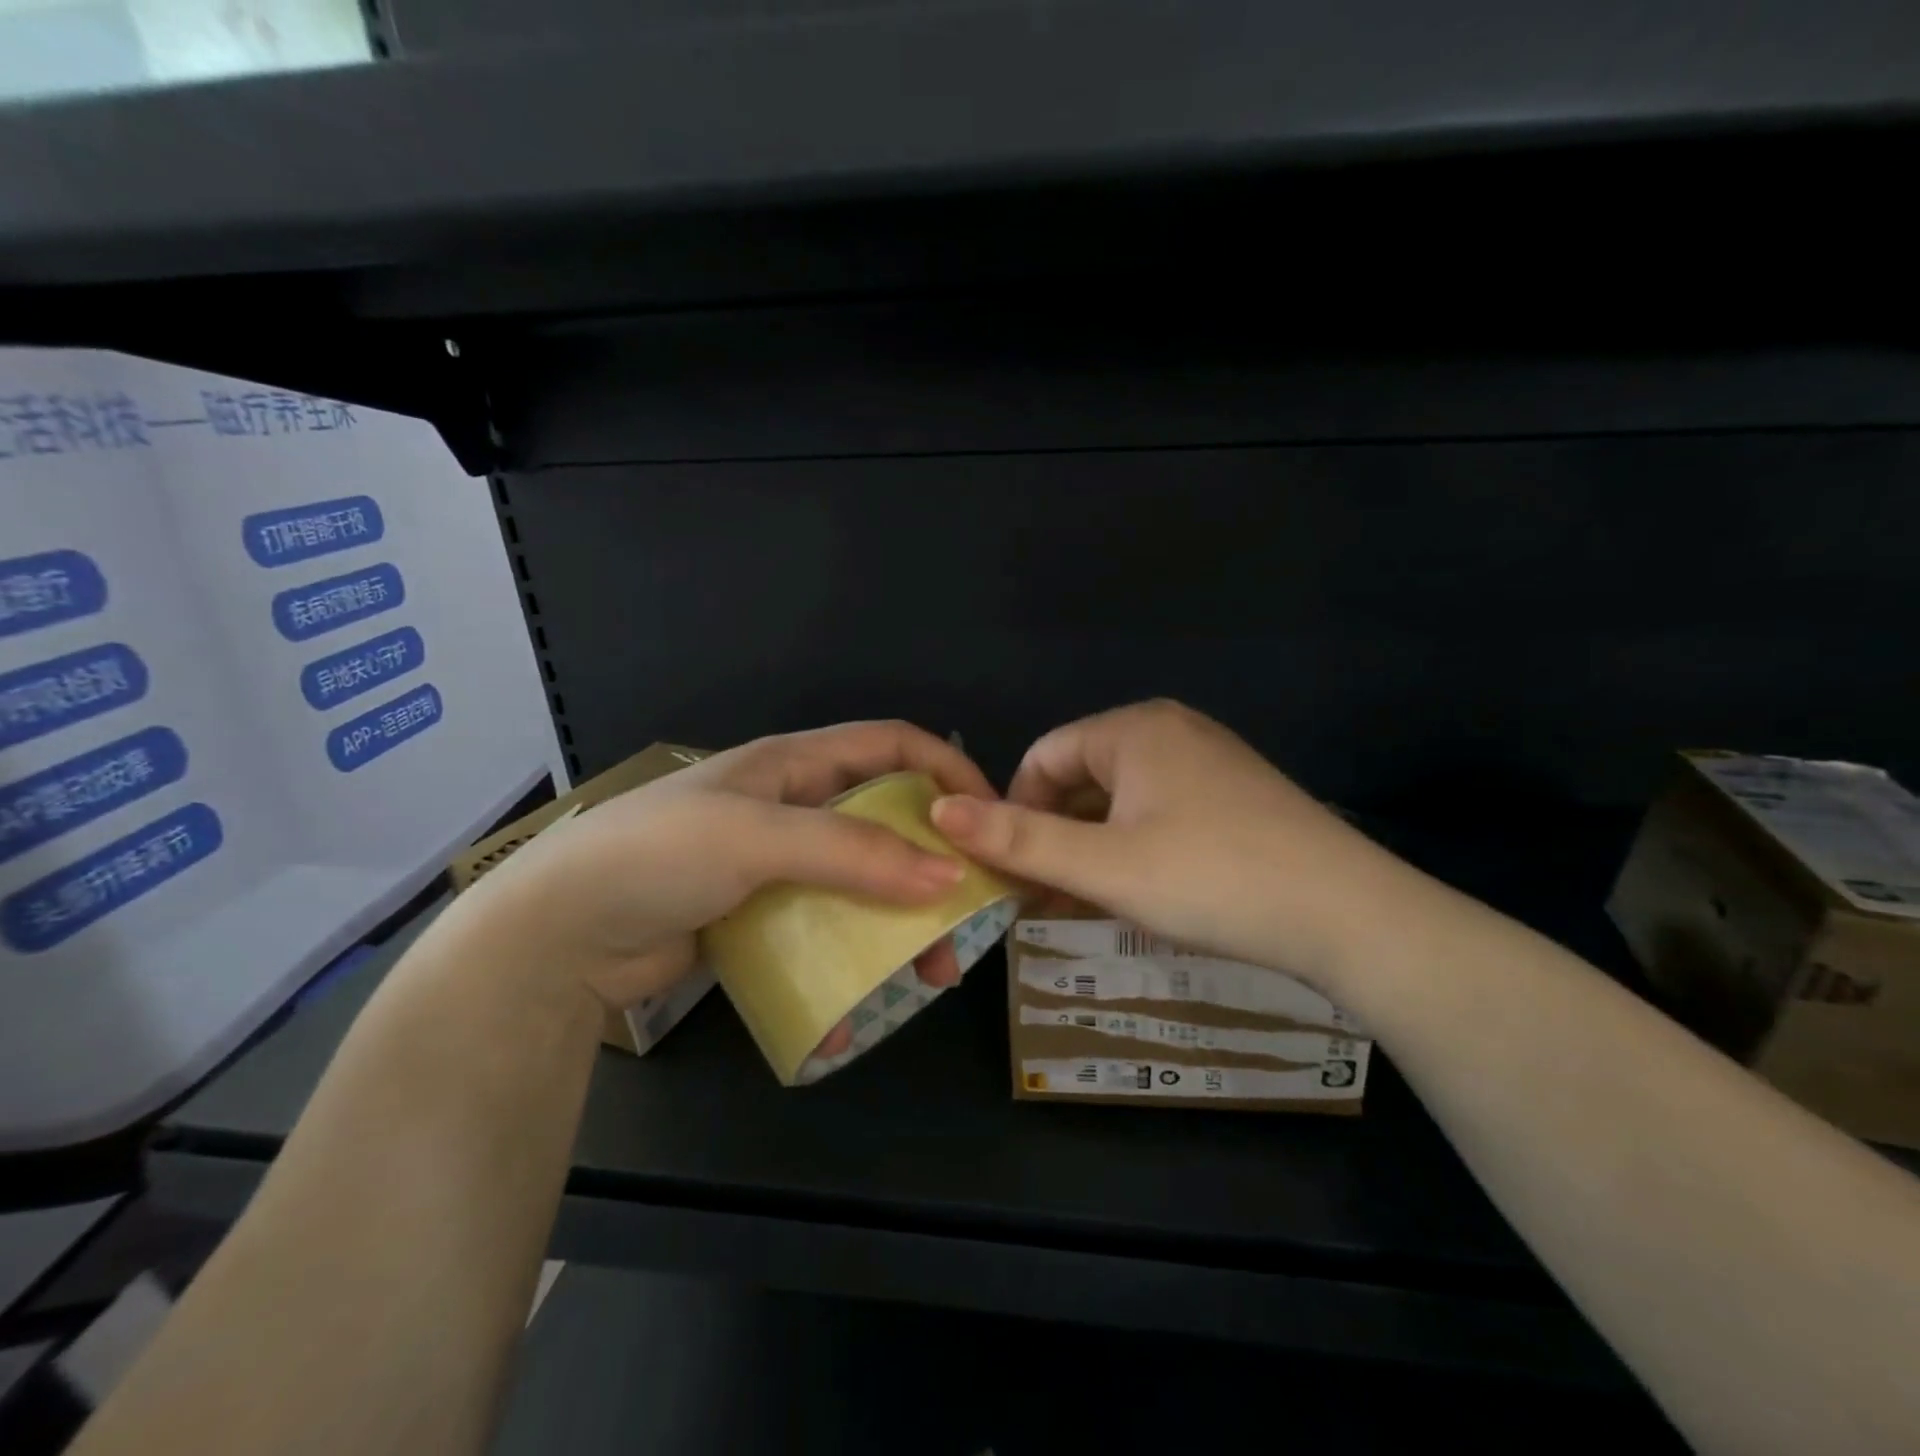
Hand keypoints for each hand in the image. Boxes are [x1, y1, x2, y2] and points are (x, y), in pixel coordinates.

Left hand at [442, 721, 996, 1022]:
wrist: (557, 936)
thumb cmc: (656, 857)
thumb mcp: (756, 838)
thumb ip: (851, 851)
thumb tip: (948, 876)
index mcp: (794, 764)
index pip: (892, 746)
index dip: (947, 768)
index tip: (991, 816)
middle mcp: (794, 806)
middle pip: (887, 818)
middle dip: (934, 859)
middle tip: (970, 912)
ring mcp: (779, 863)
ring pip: (864, 879)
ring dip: (902, 919)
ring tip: (931, 970)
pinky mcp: (764, 914)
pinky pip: (828, 925)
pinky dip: (854, 954)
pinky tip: (862, 1000)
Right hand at [928, 700, 1415, 993]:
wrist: (1350, 916)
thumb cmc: (1213, 880)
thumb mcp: (1104, 866)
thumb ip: (1018, 839)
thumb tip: (939, 811)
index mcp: (1133, 729)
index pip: (1042, 758)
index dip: (1015, 813)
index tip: (1012, 872)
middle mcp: (1170, 730)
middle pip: (1079, 778)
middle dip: (1052, 836)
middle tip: (1040, 898)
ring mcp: (1207, 761)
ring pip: (1119, 801)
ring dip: (1089, 849)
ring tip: (1079, 905)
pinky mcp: (1233, 795)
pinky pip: (1158, 813)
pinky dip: (1131, 849)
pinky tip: (1133, 894)